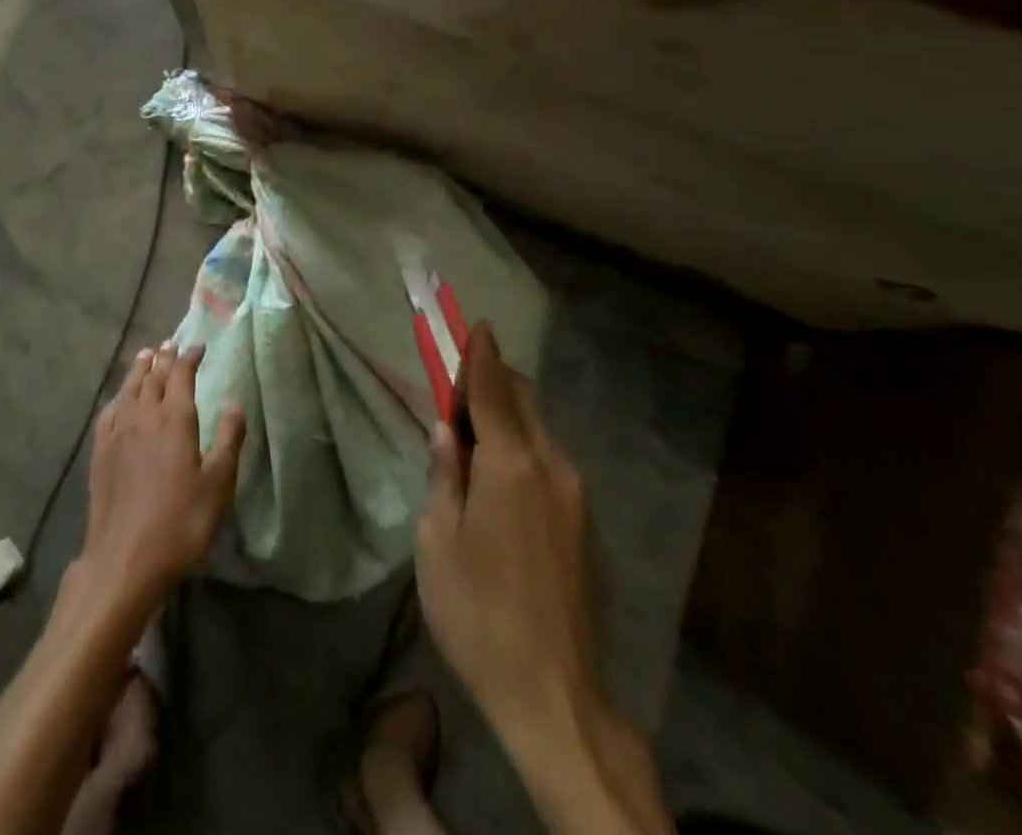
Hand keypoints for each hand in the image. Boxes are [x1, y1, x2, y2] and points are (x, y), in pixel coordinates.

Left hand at [79, 342, 245, 611]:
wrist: (124, 559)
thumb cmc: (180, 523)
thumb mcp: (218, 485)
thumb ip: (228, 440)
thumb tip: (235, 403)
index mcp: (175, 420)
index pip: (182, 375)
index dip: (189, 358)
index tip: (198, 346)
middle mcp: (144, 416)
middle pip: (154, 377)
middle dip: (165, 358)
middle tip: (171, 344)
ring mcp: (118, 433)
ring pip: (129, 389)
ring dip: (140, 369)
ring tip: (146, 355)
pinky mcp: (100, 452)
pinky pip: (109, 411)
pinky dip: (118, 396)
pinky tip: (120, 398)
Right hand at [415, 323, 601, 793]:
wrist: (557, 697)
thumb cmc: (479, 615)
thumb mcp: (437, 541)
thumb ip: (443, 474)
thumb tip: (445, 429)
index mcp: (511, 465)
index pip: (493, 389)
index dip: (481, 354)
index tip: (475, 324)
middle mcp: (552, 467)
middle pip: (523, 400)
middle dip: (492, 380)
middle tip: (455, 387)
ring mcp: (575, 496)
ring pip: (539, 429)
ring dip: (507, 415)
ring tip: (469, 437)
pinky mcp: (585, 523)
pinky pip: (549, 460)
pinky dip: (521, 445)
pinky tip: (498, 477)